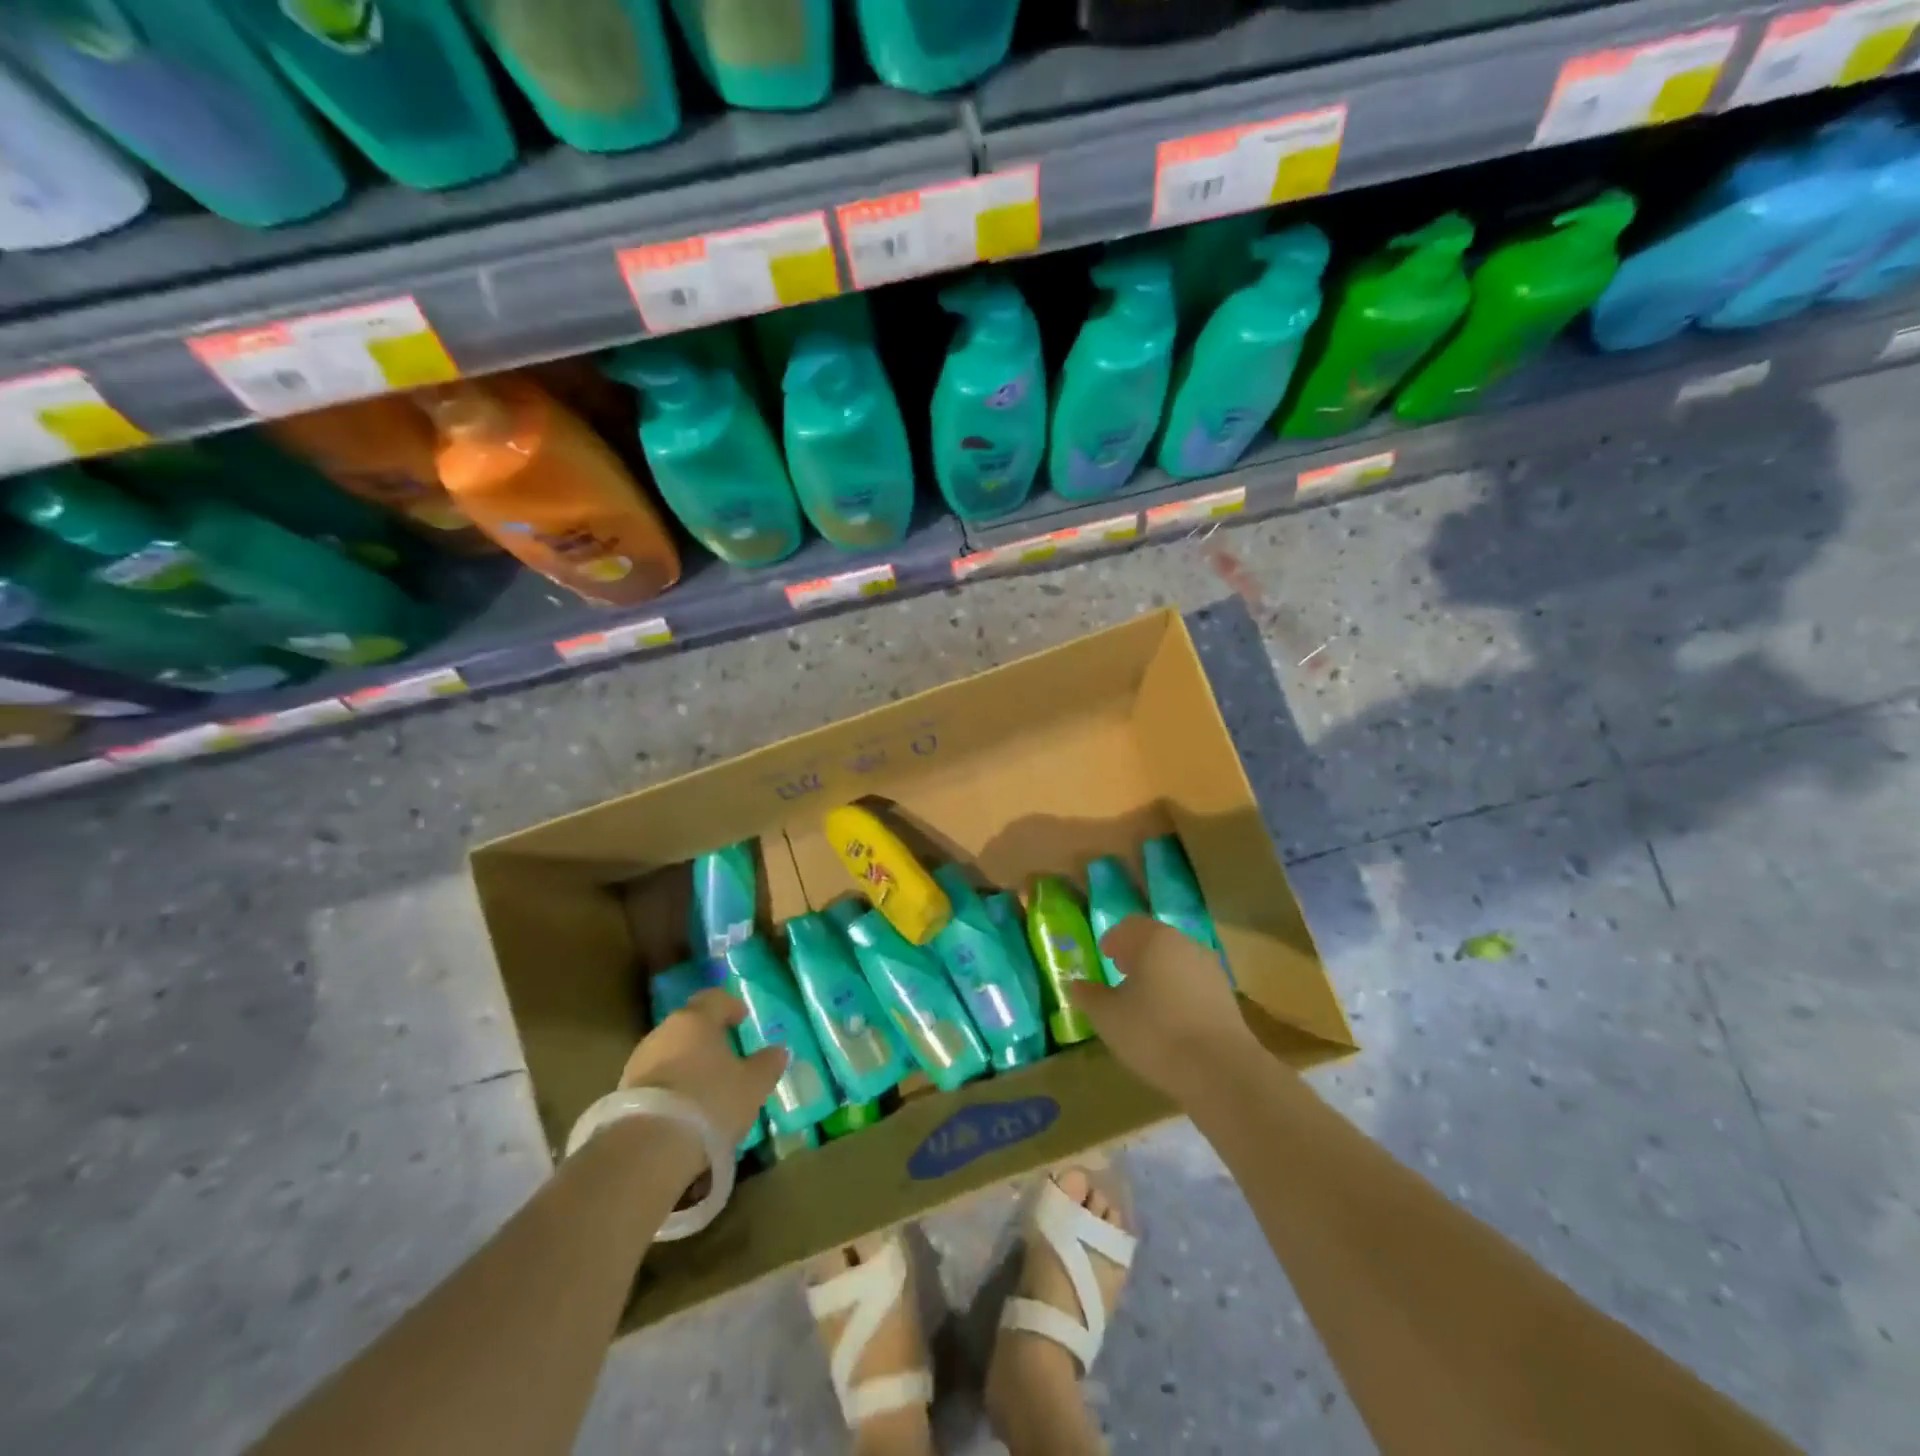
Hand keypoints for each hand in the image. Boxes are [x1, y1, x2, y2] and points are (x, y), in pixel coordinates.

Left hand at [619, 989, 787, 1149]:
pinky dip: (670, 1088)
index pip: (714, 999)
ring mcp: (638, 1062)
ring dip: (686, 1064)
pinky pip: (655, 1081)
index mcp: (696, 1020)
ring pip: (669, 1053)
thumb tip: (779, 1050)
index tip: (742, 1019)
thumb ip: (767, 1064)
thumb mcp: (752, 1085)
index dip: (731, 1006)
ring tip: (704, 1089)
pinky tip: (683, 1110)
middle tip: (726, 1056)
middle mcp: (664, 1032)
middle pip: (689, 1026)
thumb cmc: (709, 1101)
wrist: (648, 1149)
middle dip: (706, 1038)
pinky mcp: (622, 1093)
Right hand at [1067, 916, 1257, 1105]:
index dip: (1114, 939)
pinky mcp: (1226, 996)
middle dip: (1136, 953)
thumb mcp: (1109, 1017)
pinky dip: (1178, 990)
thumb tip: (1075, 985)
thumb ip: (1089, 996)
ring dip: (1159, 972)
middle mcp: (1185, 945)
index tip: (1104, 955)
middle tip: (1120, 972)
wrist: (1221, 1070)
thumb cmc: (1155, 1033)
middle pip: (1156, 940)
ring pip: (1177, 961)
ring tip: (1144, 998)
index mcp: (1155, 940)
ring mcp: (1211, 969)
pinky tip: (1169, 1017)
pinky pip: (1194, 982)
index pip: (1130, 925)